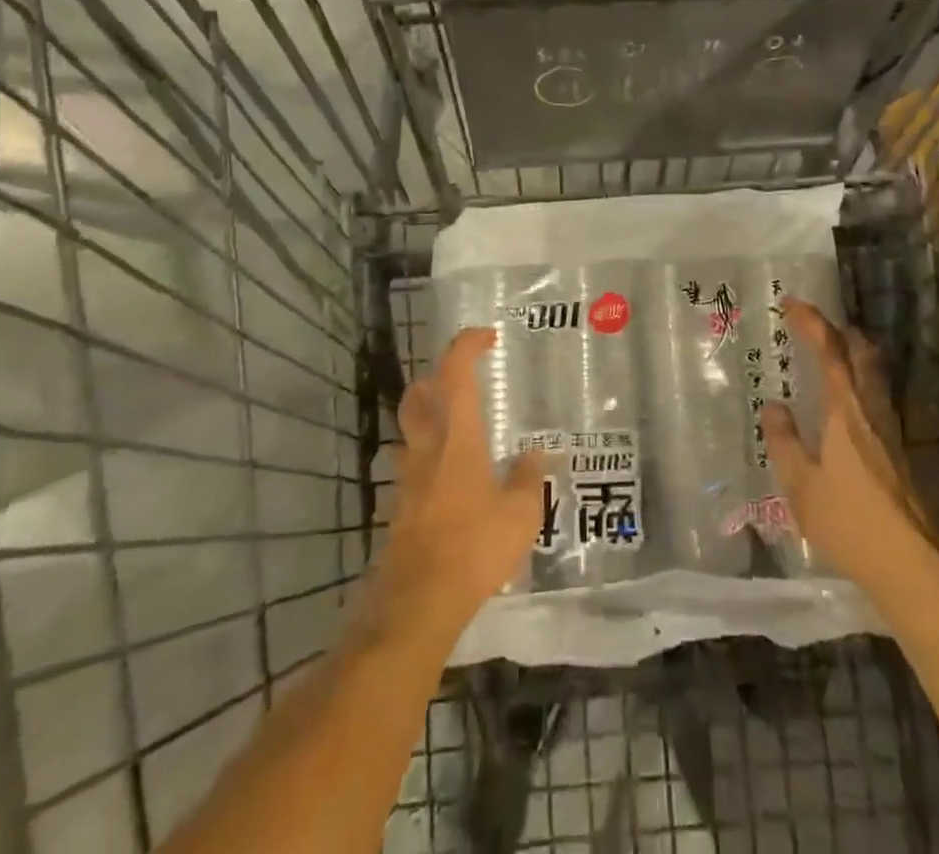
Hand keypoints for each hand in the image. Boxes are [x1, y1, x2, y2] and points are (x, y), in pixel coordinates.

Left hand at [370, 328, 546, 634]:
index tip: (488, 337)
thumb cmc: (474, 546)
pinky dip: (428, 457)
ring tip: (460, 429)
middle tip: (465, 381)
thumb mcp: (520, 513)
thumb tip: (539, 455)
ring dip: (429, 415)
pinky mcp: (399, 505)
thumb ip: (530, 478)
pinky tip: (452, 480)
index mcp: (457, 435)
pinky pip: (411, 465)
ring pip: (410, 427)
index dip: (467, 344)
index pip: (454, 371)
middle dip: (438, 376)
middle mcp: (426, 446)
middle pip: (418, 392)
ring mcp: (407, 476)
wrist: (418, 601)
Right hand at [762, 300, 927, 591]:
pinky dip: (856, 381)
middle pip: (860, 354)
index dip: (811, 322)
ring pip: (872, 375)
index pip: (829, 352)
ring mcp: (889, 431)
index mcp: (845, 411)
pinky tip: (844, 405)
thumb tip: (774, 405)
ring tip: (826, 355)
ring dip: (850, 354)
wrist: (910, 566)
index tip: (791, 302)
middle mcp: (871, 411)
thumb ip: (784, 441)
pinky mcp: (897, 451)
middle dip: (836, 331)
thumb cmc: (849, 523)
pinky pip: (875, 397)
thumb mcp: (800, 485)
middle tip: (811, 325)